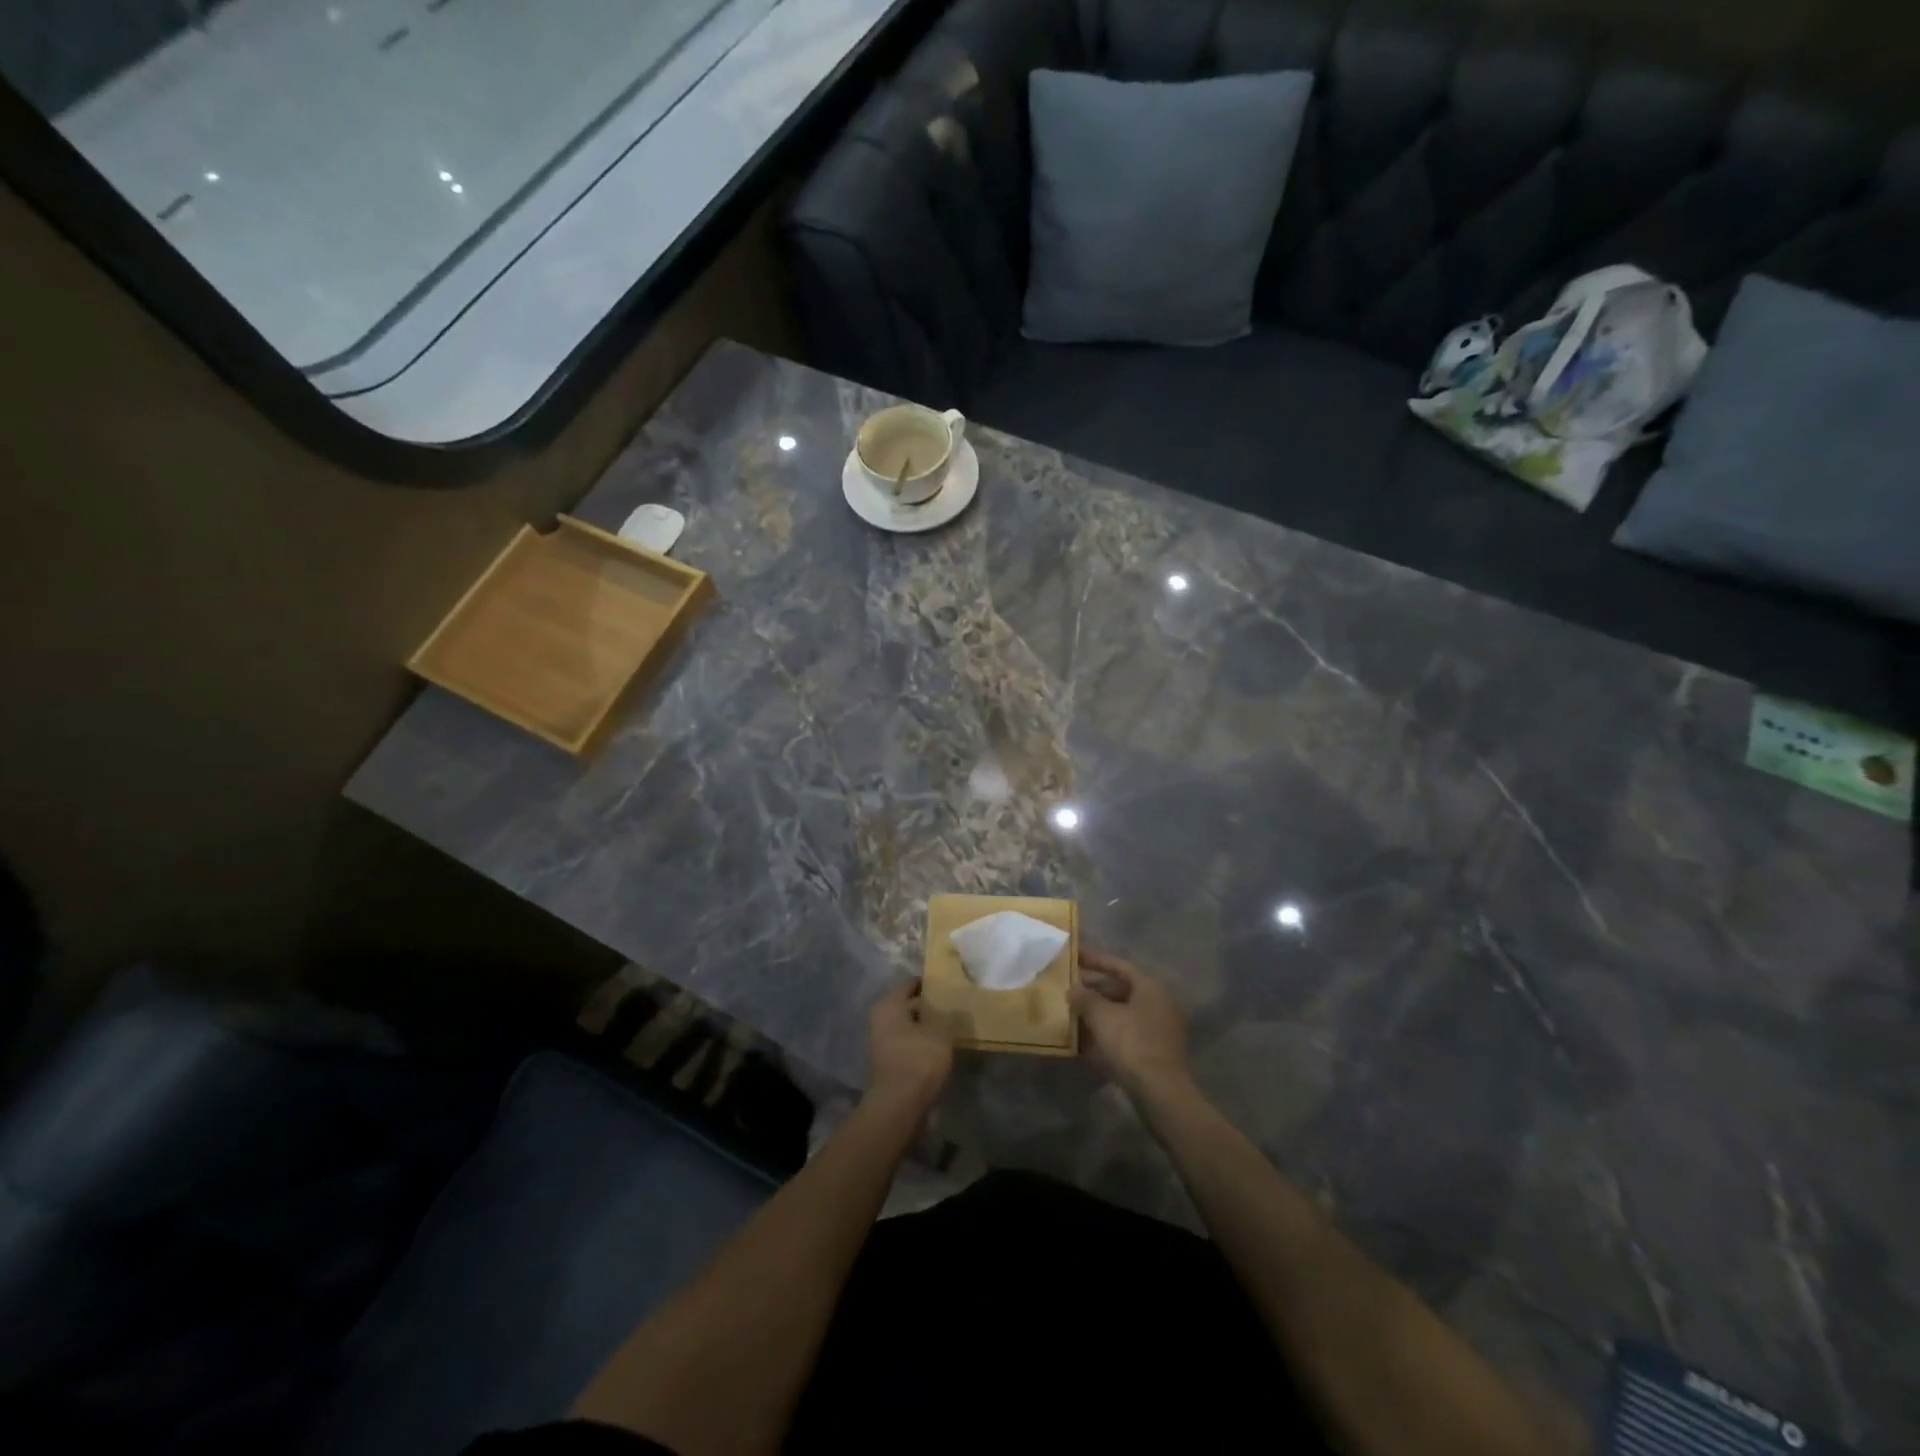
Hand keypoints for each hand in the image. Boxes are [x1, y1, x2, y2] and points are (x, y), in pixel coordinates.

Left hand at [865, 980, 955, 1110]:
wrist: (898, 1104)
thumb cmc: (919, 1059)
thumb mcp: (942, 1032)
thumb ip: (949, 1015)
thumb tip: (955, 1008)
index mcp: (888, 1003)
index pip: (911, 983)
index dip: (930, 984)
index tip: (949, 987)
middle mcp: (880, 1017)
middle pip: (907, 1004)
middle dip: (928, 1005)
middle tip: (953, 1006)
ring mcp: (880, 1040)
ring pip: (907, 1024)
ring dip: (925, 1026)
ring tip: (950, 1027)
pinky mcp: (886, 1060)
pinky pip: (906, 1042)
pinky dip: (920, 1042)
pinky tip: (938, 1047)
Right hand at [1069, 948, 1190, 1101]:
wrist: (1159, 1091)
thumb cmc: (1131, 1043)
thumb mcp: (1102, 1016)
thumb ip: (1085, 997)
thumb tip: (1073, 988)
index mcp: (1150, 987)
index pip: (1119, 965)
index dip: (1095, 959)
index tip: (1074, 955)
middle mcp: (1158, 1003)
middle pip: (1121, 988)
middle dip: (1093, 988)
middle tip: (1068, 986)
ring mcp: (1157, 1028)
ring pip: (1121, 1012)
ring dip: (1097, 1011)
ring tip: (1071, 1011)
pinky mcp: (1153, 1051)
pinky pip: (1124, 1032)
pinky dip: (1105, 1032)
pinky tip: (1083, 1039)